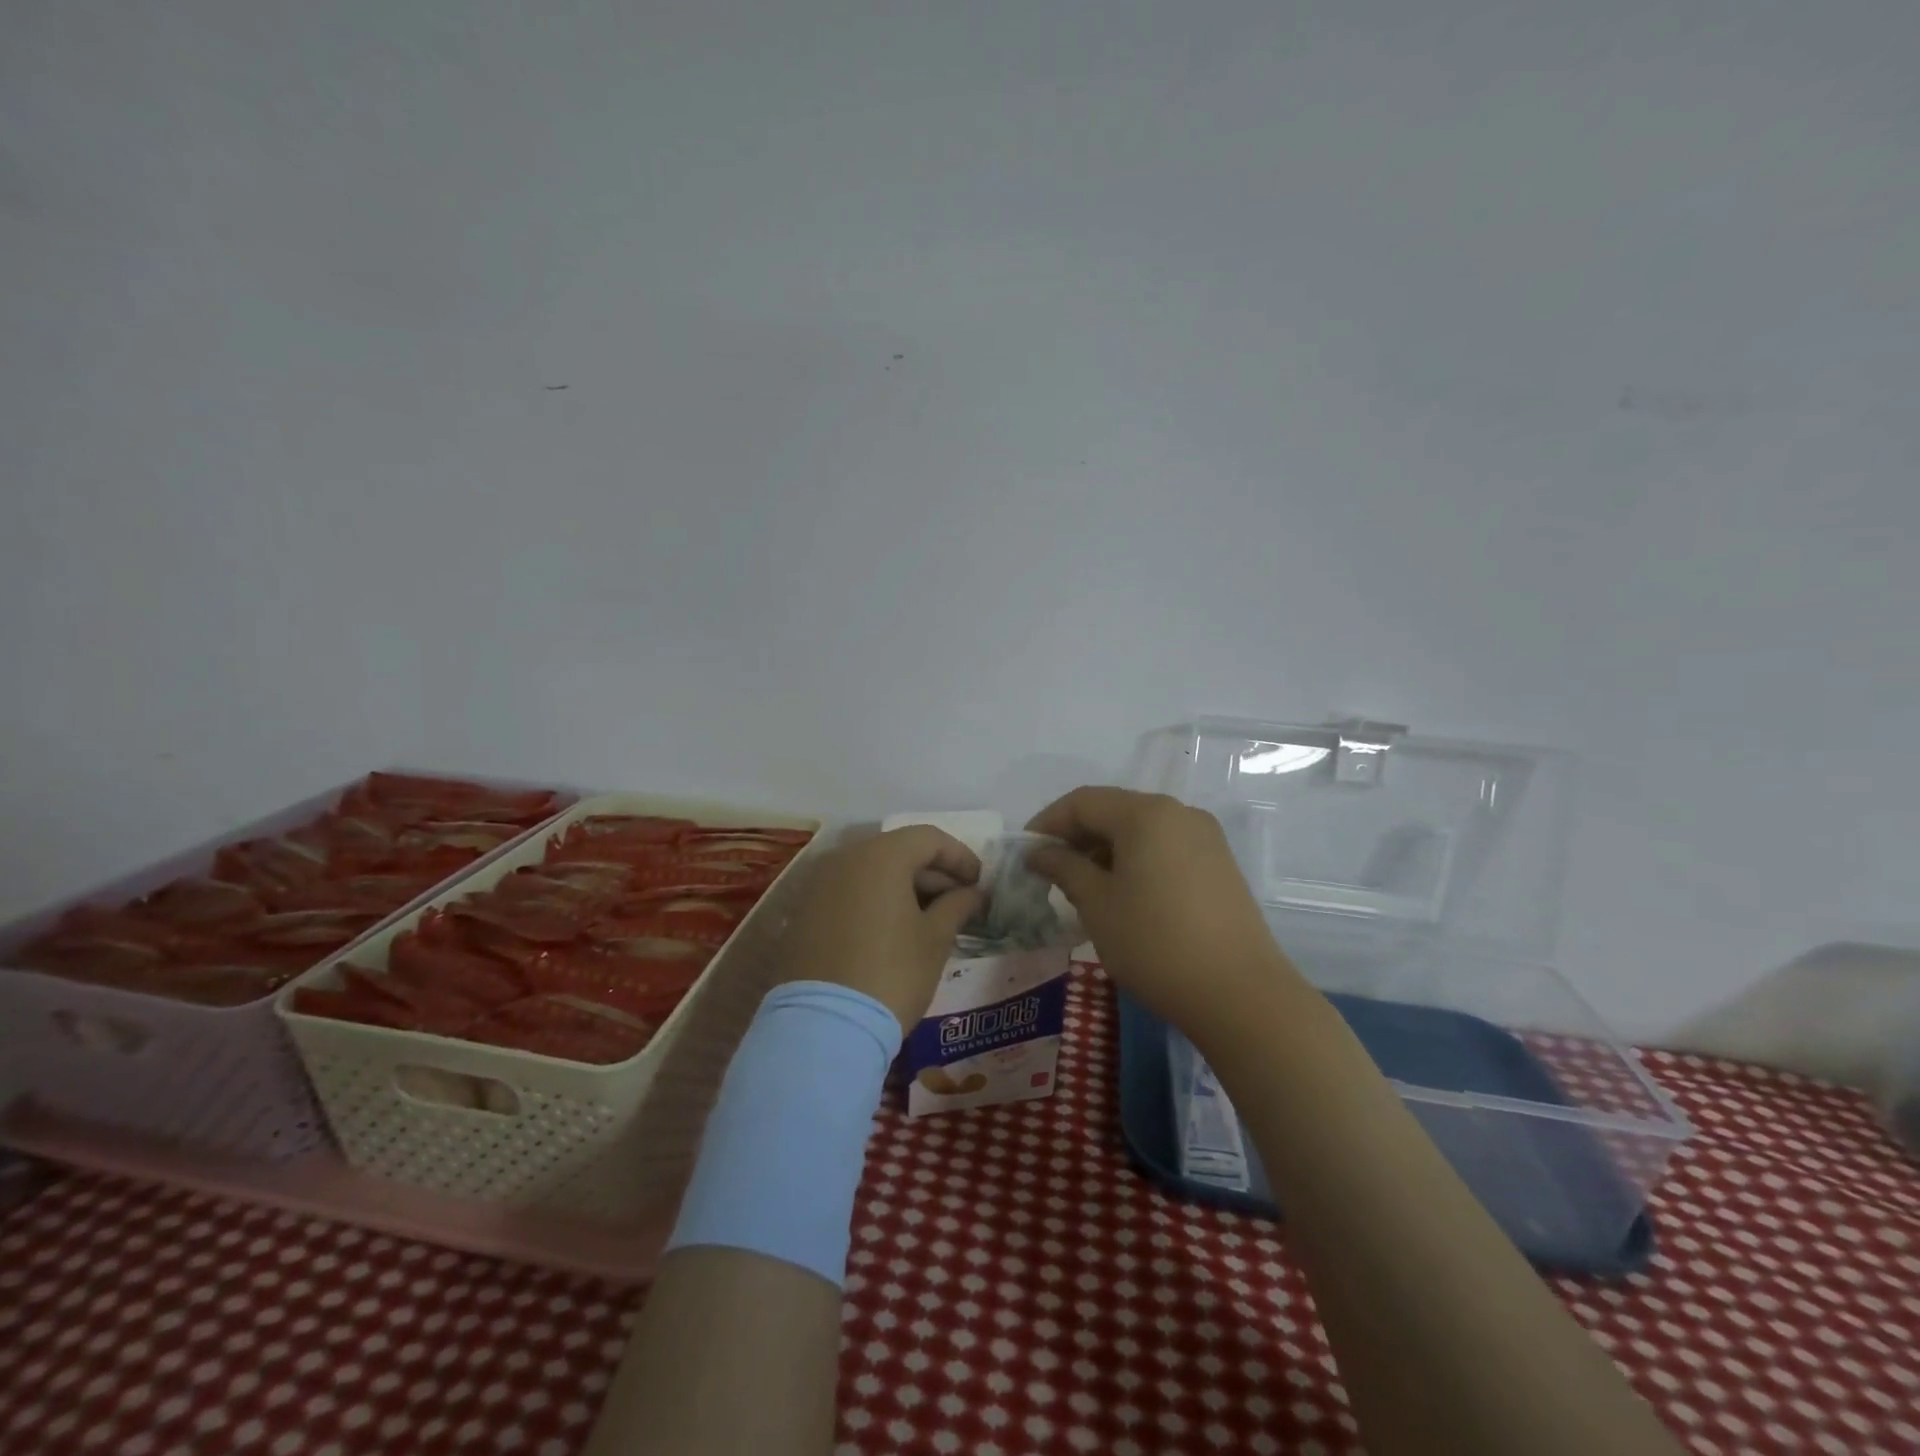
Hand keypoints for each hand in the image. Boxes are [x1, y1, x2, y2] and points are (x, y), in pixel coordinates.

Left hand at [779, 826, 984, 1032]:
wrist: (823, 1026)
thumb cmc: (892, 974)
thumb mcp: (935, 939)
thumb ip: (957, 906)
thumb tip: (973, 893)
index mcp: (880, 856)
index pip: (929, 838)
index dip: (960, 857)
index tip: (979, 884)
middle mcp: (844, 858)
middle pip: (898, 851)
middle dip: (932, 873)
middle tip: (959, 903)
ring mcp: (818, 884)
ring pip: (871, 871)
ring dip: (904, 887)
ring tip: (929, 919)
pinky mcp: (804, 912)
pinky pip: (848, 892)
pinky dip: (875, 901)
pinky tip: (893, 930)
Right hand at [1025, 787, 1296, 1038]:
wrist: (1240, 995)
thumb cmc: (1155, 944)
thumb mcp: (1097, 904)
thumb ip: (1063, 868)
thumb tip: (1039, 852)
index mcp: (1146, 813)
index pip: (1083, 801)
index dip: (1047, 822)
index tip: (1025, 853)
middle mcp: (1178, 813)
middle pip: (1114, 811)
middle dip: (1076, 836)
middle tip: (1049, 872)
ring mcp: (1205, 838)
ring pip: (1140, 830)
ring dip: (1104, 850)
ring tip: (1082, 887)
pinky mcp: (1219, 864)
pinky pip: (1165, 848)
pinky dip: (1135, 860)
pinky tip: (1122, 894)